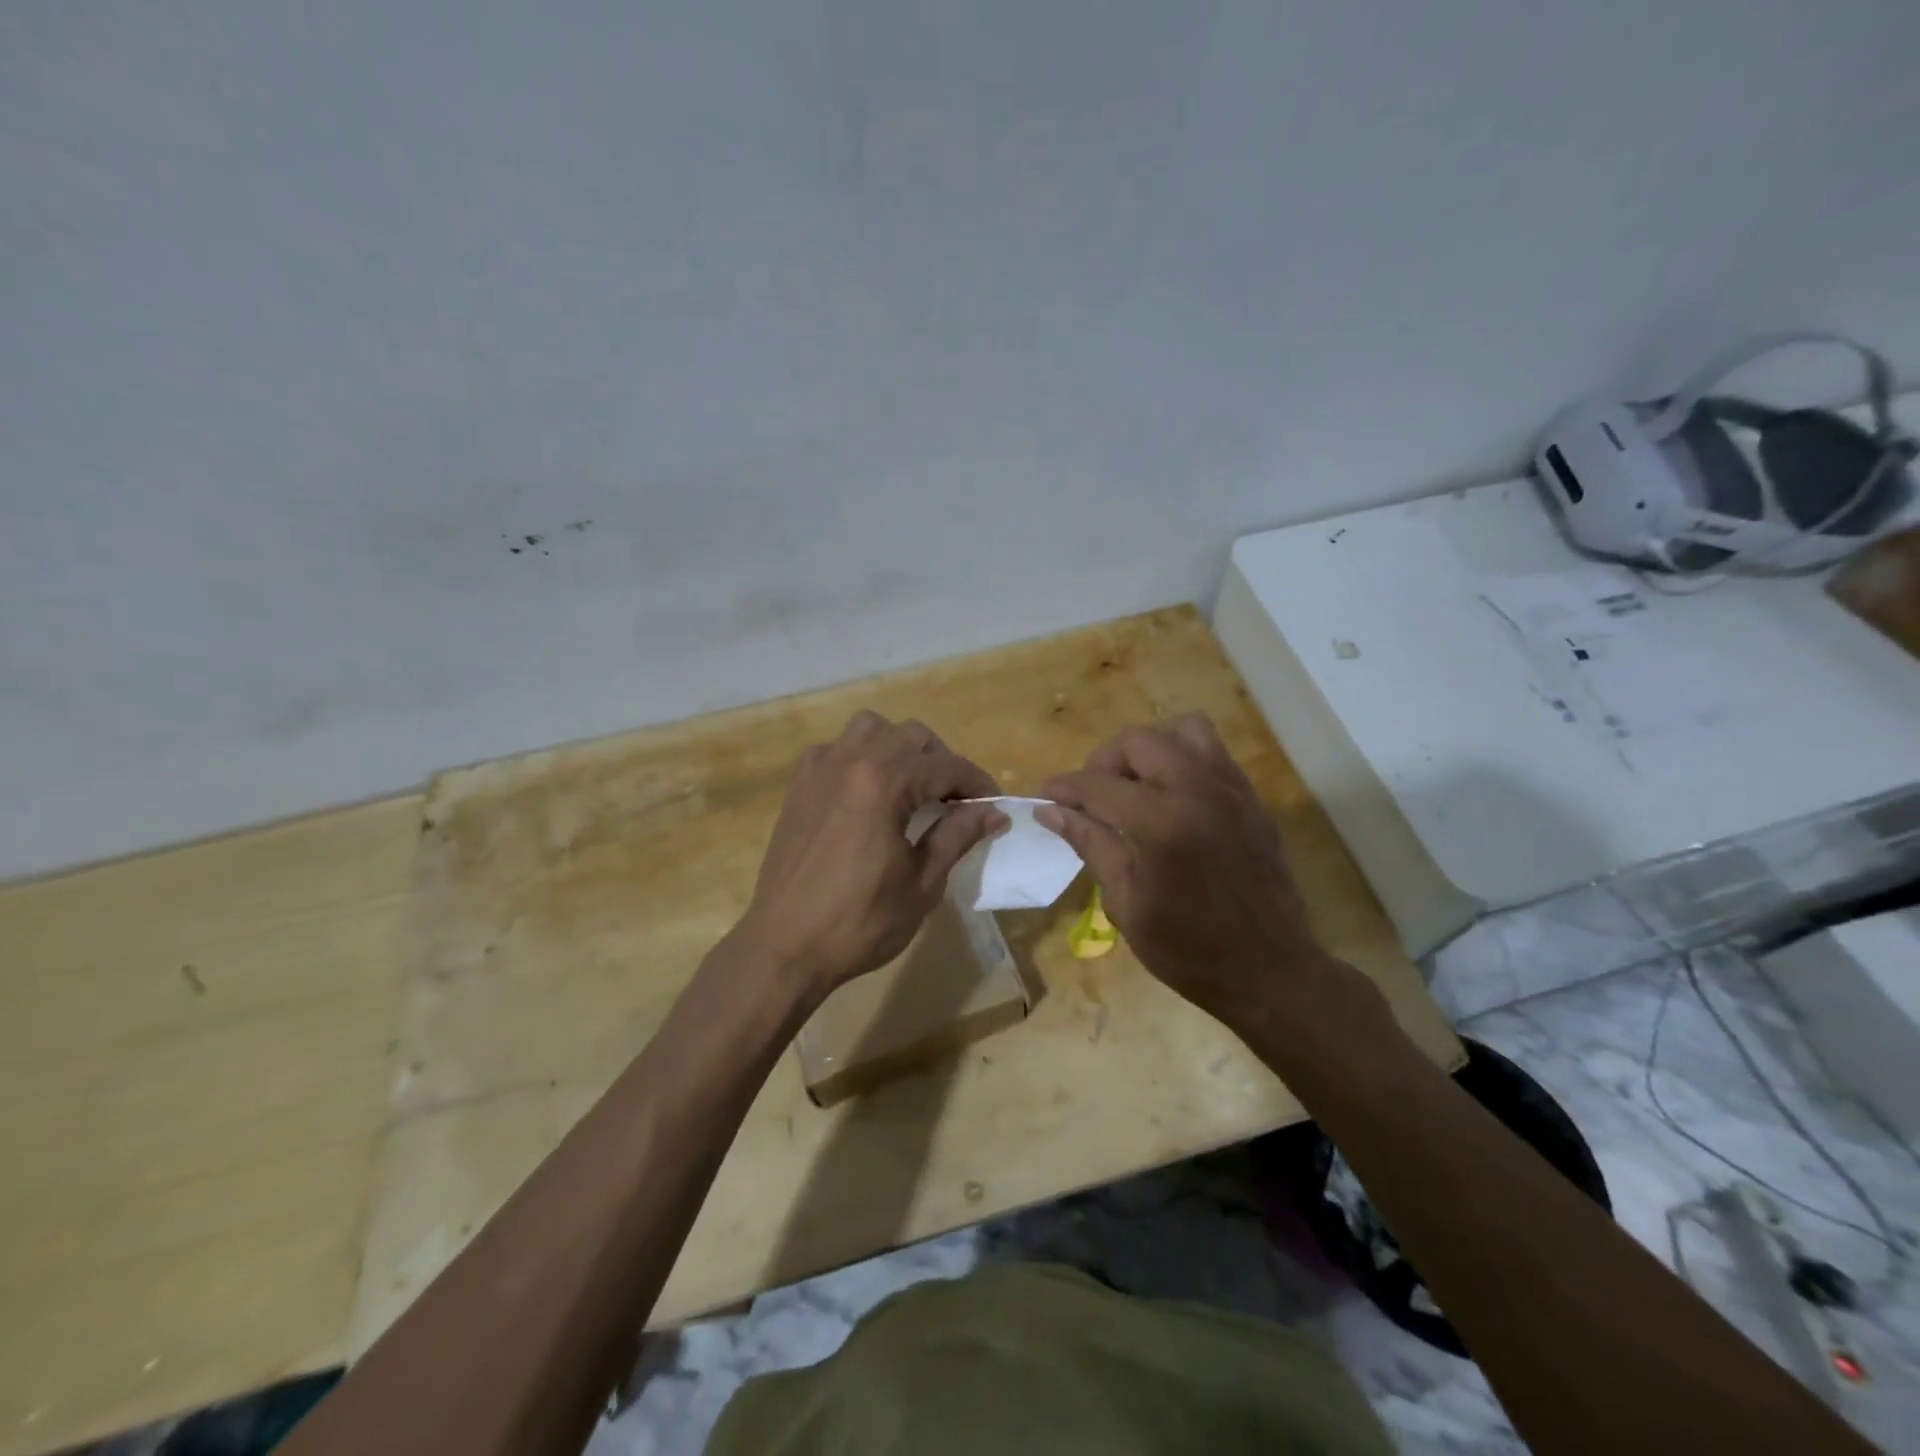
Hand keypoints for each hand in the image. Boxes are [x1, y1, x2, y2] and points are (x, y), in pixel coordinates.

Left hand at [730, 711, 1005, 1001]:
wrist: (784, 946)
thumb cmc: (860, 922)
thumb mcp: (922, 884)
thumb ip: (958, 836)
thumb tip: (993, 812)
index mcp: (883, 785)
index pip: (946, 767)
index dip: (977, 784)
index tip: (994, 805)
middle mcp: (850, 761)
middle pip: (912, 737)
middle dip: (942, 763)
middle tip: (956, 801)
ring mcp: (819, 769)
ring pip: (872, 729)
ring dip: (901, 748)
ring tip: (913, 786)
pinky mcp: (799, 785)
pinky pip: (837, 748)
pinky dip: (861, 755)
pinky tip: (868, 791)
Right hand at [1038, 714, 1372, 1040]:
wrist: (1271, 972)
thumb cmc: (1189, 949)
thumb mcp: (1126, 903)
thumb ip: (1091, 845)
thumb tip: (1051, 811)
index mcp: (1161, 823)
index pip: (1098, 785)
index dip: (1064, 788)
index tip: (1044, 796)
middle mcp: (1198, 791)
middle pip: (1139, 741)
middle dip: (1104, 761)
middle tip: (1092, 796)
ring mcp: (1231, 790)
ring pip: (1183, 730)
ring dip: (1150, 749)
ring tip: (1135, 786)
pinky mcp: (1251, 799)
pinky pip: (1213, 753)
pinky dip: (1183, 760)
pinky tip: (1170, 798)